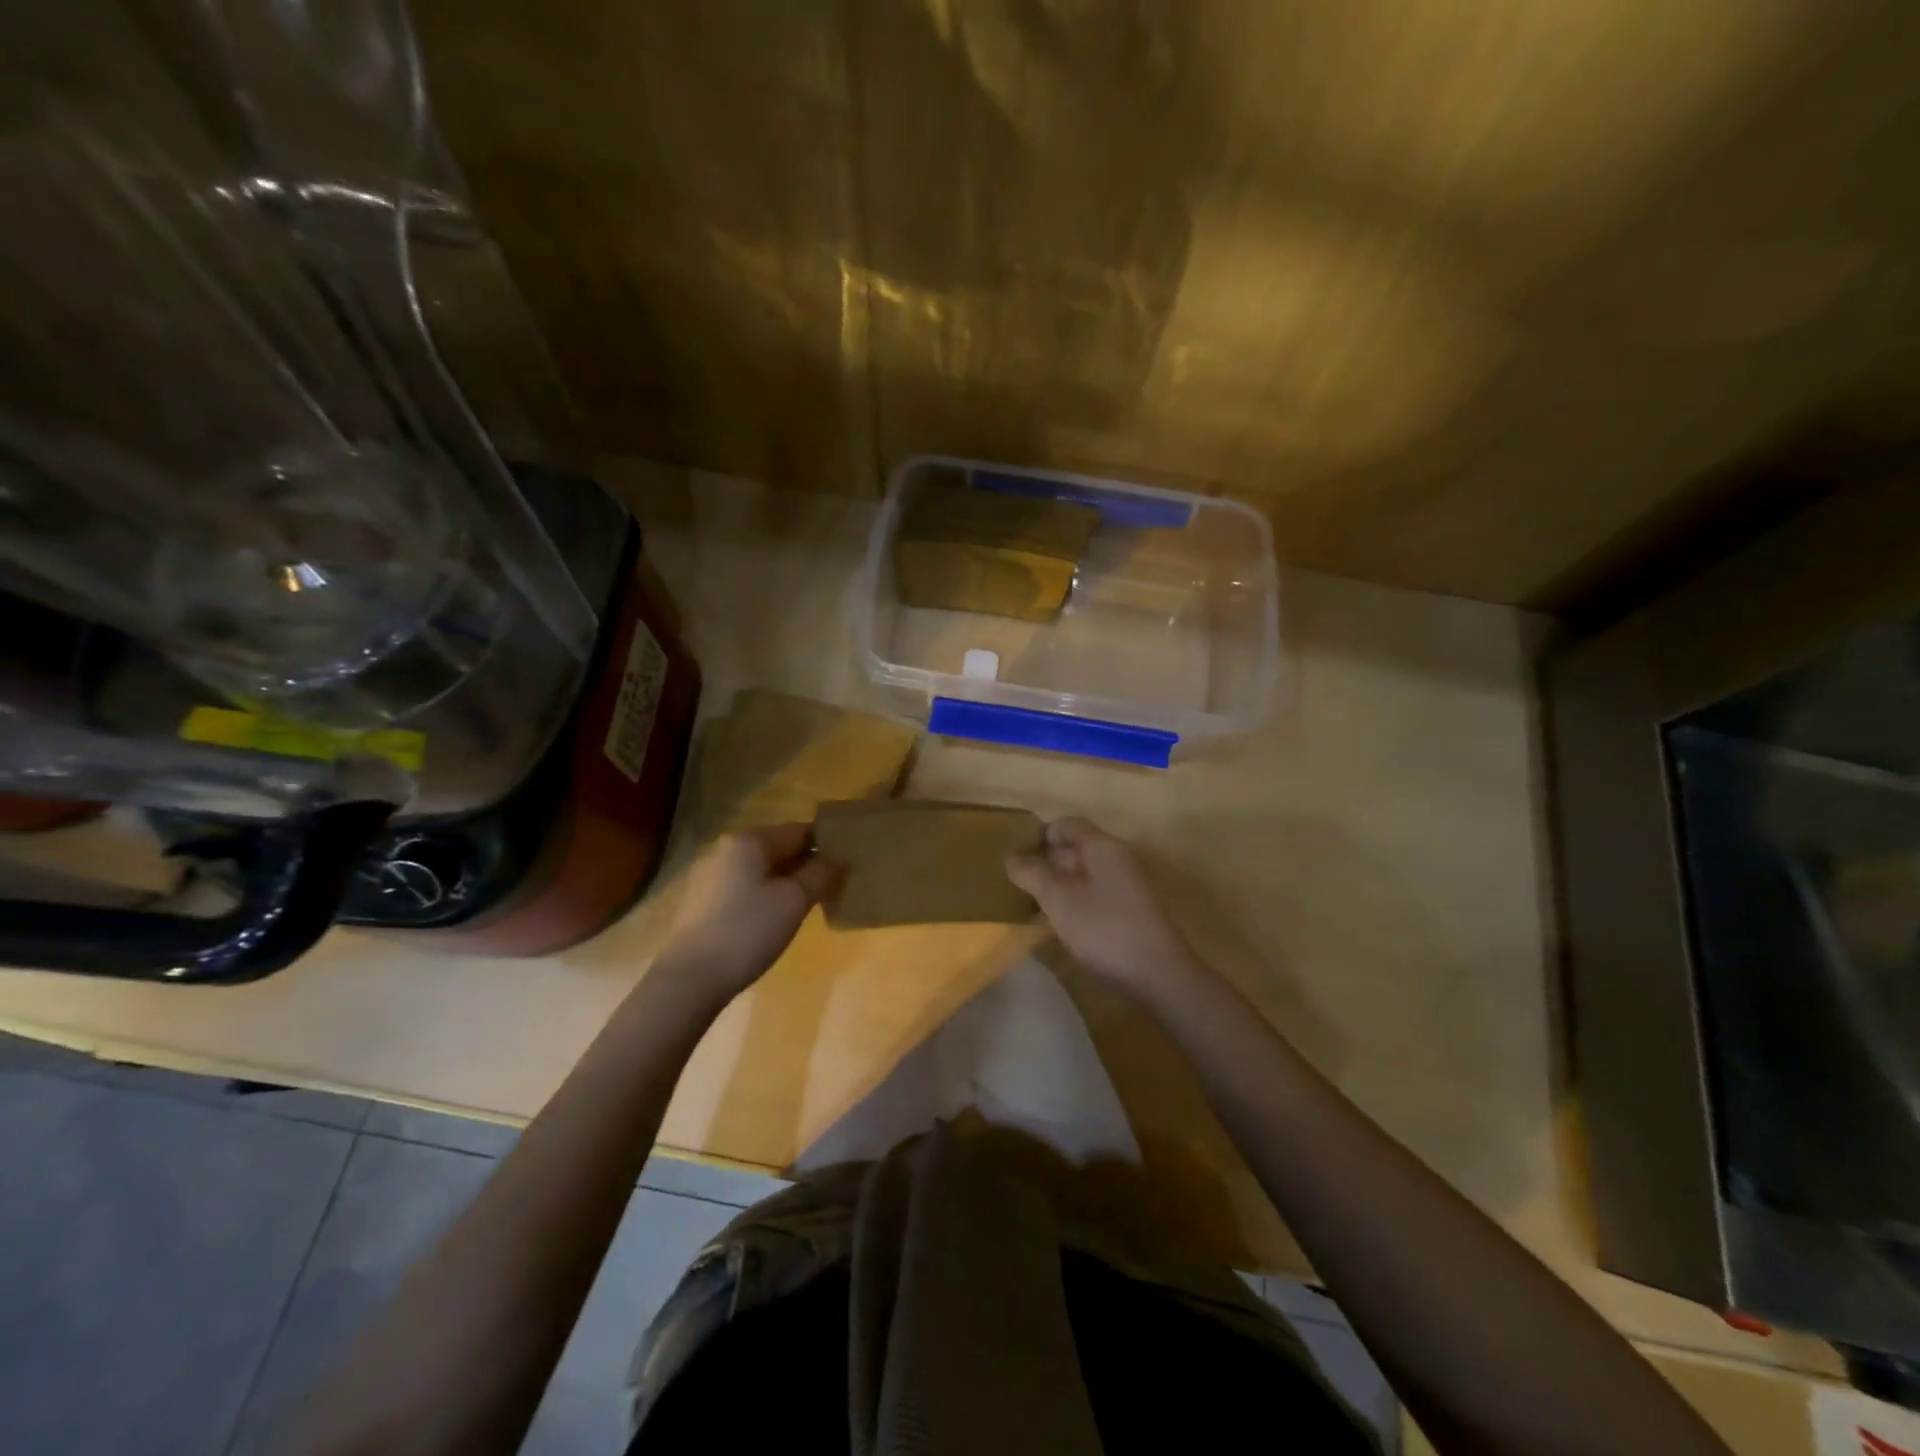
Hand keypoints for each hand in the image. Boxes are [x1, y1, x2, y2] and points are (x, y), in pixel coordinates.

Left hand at [654, 823, 835, 1002]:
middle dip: (807, 865)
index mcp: (749, 840)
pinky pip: (745, 888)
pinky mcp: (702, 902)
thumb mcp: (794, 901)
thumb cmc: (747, 931)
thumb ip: (821, 873)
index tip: (849, 864)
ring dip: (787, 882)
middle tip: (834, 886)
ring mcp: (711, 875)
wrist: (689, 979)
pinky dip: (765, 896)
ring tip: (810, 905)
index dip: (827, 844)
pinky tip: (776, 920)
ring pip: (762, 870)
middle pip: (779, 848)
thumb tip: (838, 858)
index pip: (800, 830)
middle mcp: (726, 849)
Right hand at [1006, 817, 1198, 996]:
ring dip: (1059, 884)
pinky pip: (1095, 894)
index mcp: (1101, 846)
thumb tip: (1012, 857)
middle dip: (1046, 862)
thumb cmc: (1104, 927)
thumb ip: (1033, 874)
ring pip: (1084, 873)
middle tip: (1018, 883)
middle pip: (1076, 847)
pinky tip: (1061, 923)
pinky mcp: (1130, 910)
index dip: (1039, 836)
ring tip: (1034, 904)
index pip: (1066, 824)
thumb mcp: (1059, 899)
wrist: (1158, 972)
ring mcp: (1126, 885)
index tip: (1016, 858)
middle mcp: (1116, 857)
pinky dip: (1075, 901)